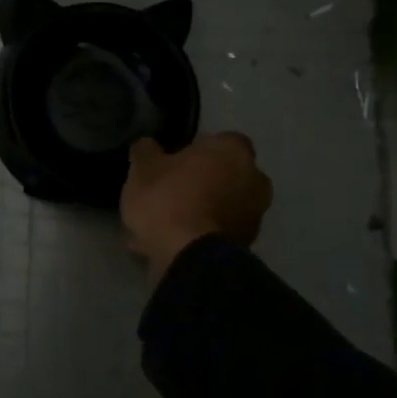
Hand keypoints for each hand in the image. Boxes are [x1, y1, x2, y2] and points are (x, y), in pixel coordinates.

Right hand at [121, 132, 271, 282]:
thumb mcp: (143, 167)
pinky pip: (215, 232)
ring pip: (219, 206)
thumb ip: (146, 150)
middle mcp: (254, 179)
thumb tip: (148, 146)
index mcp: (234, 151)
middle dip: (200, 181)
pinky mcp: (245, 246)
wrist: (189, 257)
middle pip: (223, 174)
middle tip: (168, 191)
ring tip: (161, 225)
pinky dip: (197, 234)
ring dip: (198, 211)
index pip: (218, 140)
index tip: (172, 161)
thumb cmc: (168, 198)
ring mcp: (254, 216)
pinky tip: (167, 243)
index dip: (194, 150)